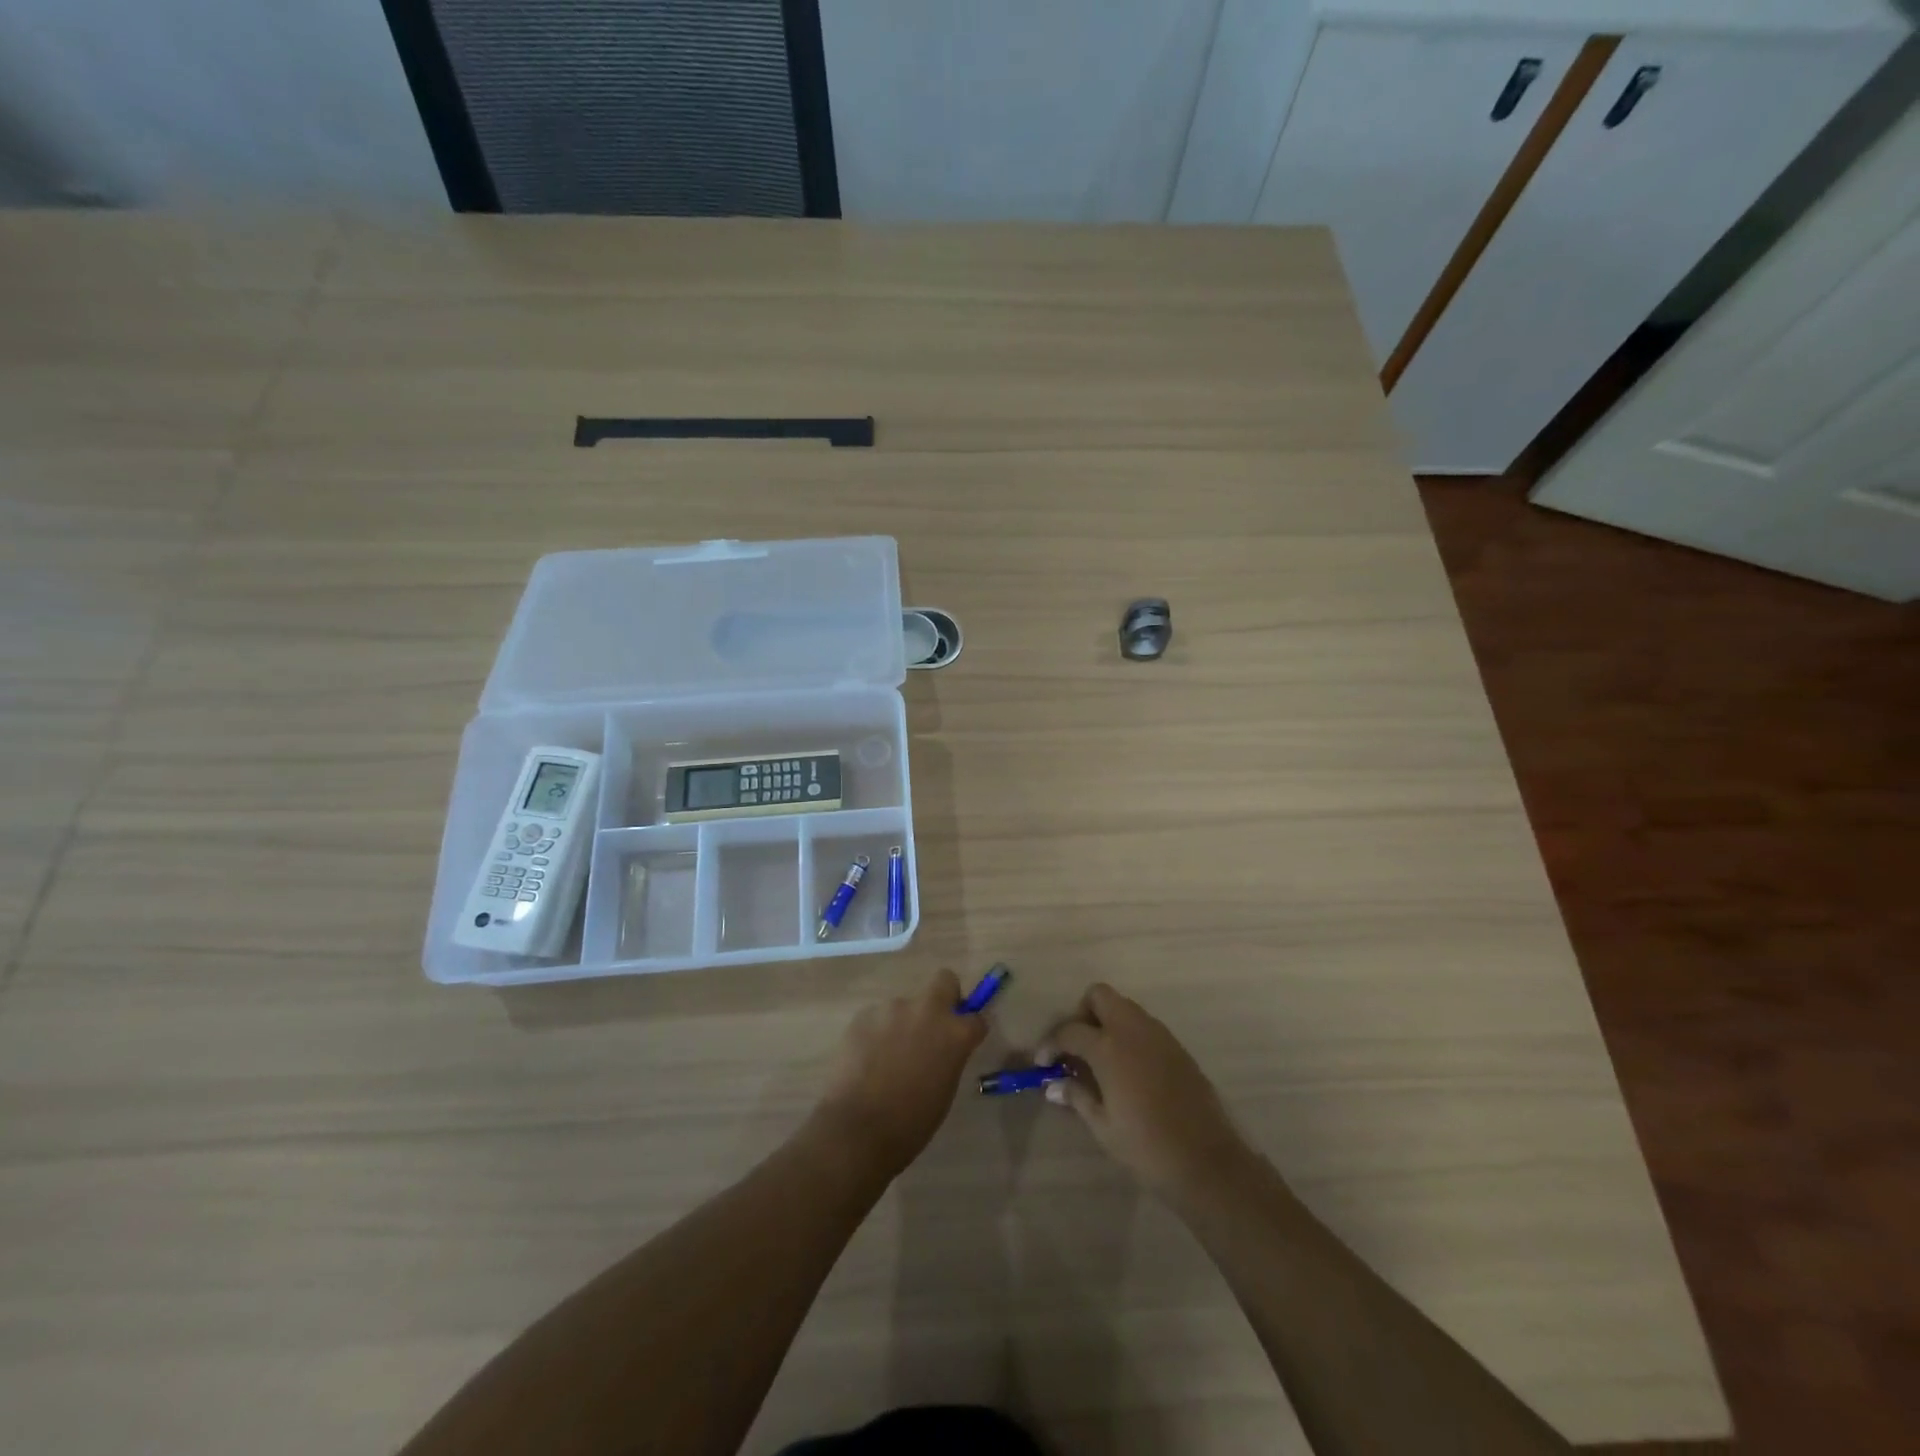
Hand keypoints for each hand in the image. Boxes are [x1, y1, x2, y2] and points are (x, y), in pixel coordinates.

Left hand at [813, 968, 988, 1177]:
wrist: (858, 1128)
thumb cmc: (911, 1122)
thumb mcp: (944, 1090)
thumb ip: (949, 1058)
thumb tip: (943, 1050)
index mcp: (954, 1033)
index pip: (976, 1018)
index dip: (970, 1030)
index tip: (963, 1042)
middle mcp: (927, 1011)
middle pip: (945, 980)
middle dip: (944, 997)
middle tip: (932, 1027)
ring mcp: (893, 1008)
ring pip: (905, 1005)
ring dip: (903, 1022)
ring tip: (888, 1056)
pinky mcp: (864, 1014)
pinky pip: (878, 1018)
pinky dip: (878, 1032)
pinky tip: (867, 1058)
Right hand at [1040, 983, 1254, 1198]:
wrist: (1206, 1161)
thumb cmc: (1146, 1147)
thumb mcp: (1103, 1126)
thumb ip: (1077, 1097)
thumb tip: (1055, 1085)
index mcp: (1109, 1047)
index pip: (1070, 1030)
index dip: (1051, 1043)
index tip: (1044, 1062)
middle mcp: (1133, 1030)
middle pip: (1099, 996)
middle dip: (1081, 1014)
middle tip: (1076, 1047)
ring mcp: (1158, 1035)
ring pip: (1124, 1007)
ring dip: (1106, 1022)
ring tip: (1100, 1059)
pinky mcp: (1177, 1047)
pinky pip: (1144, 1026)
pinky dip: (1129, 1035)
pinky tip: (1127, 1068)